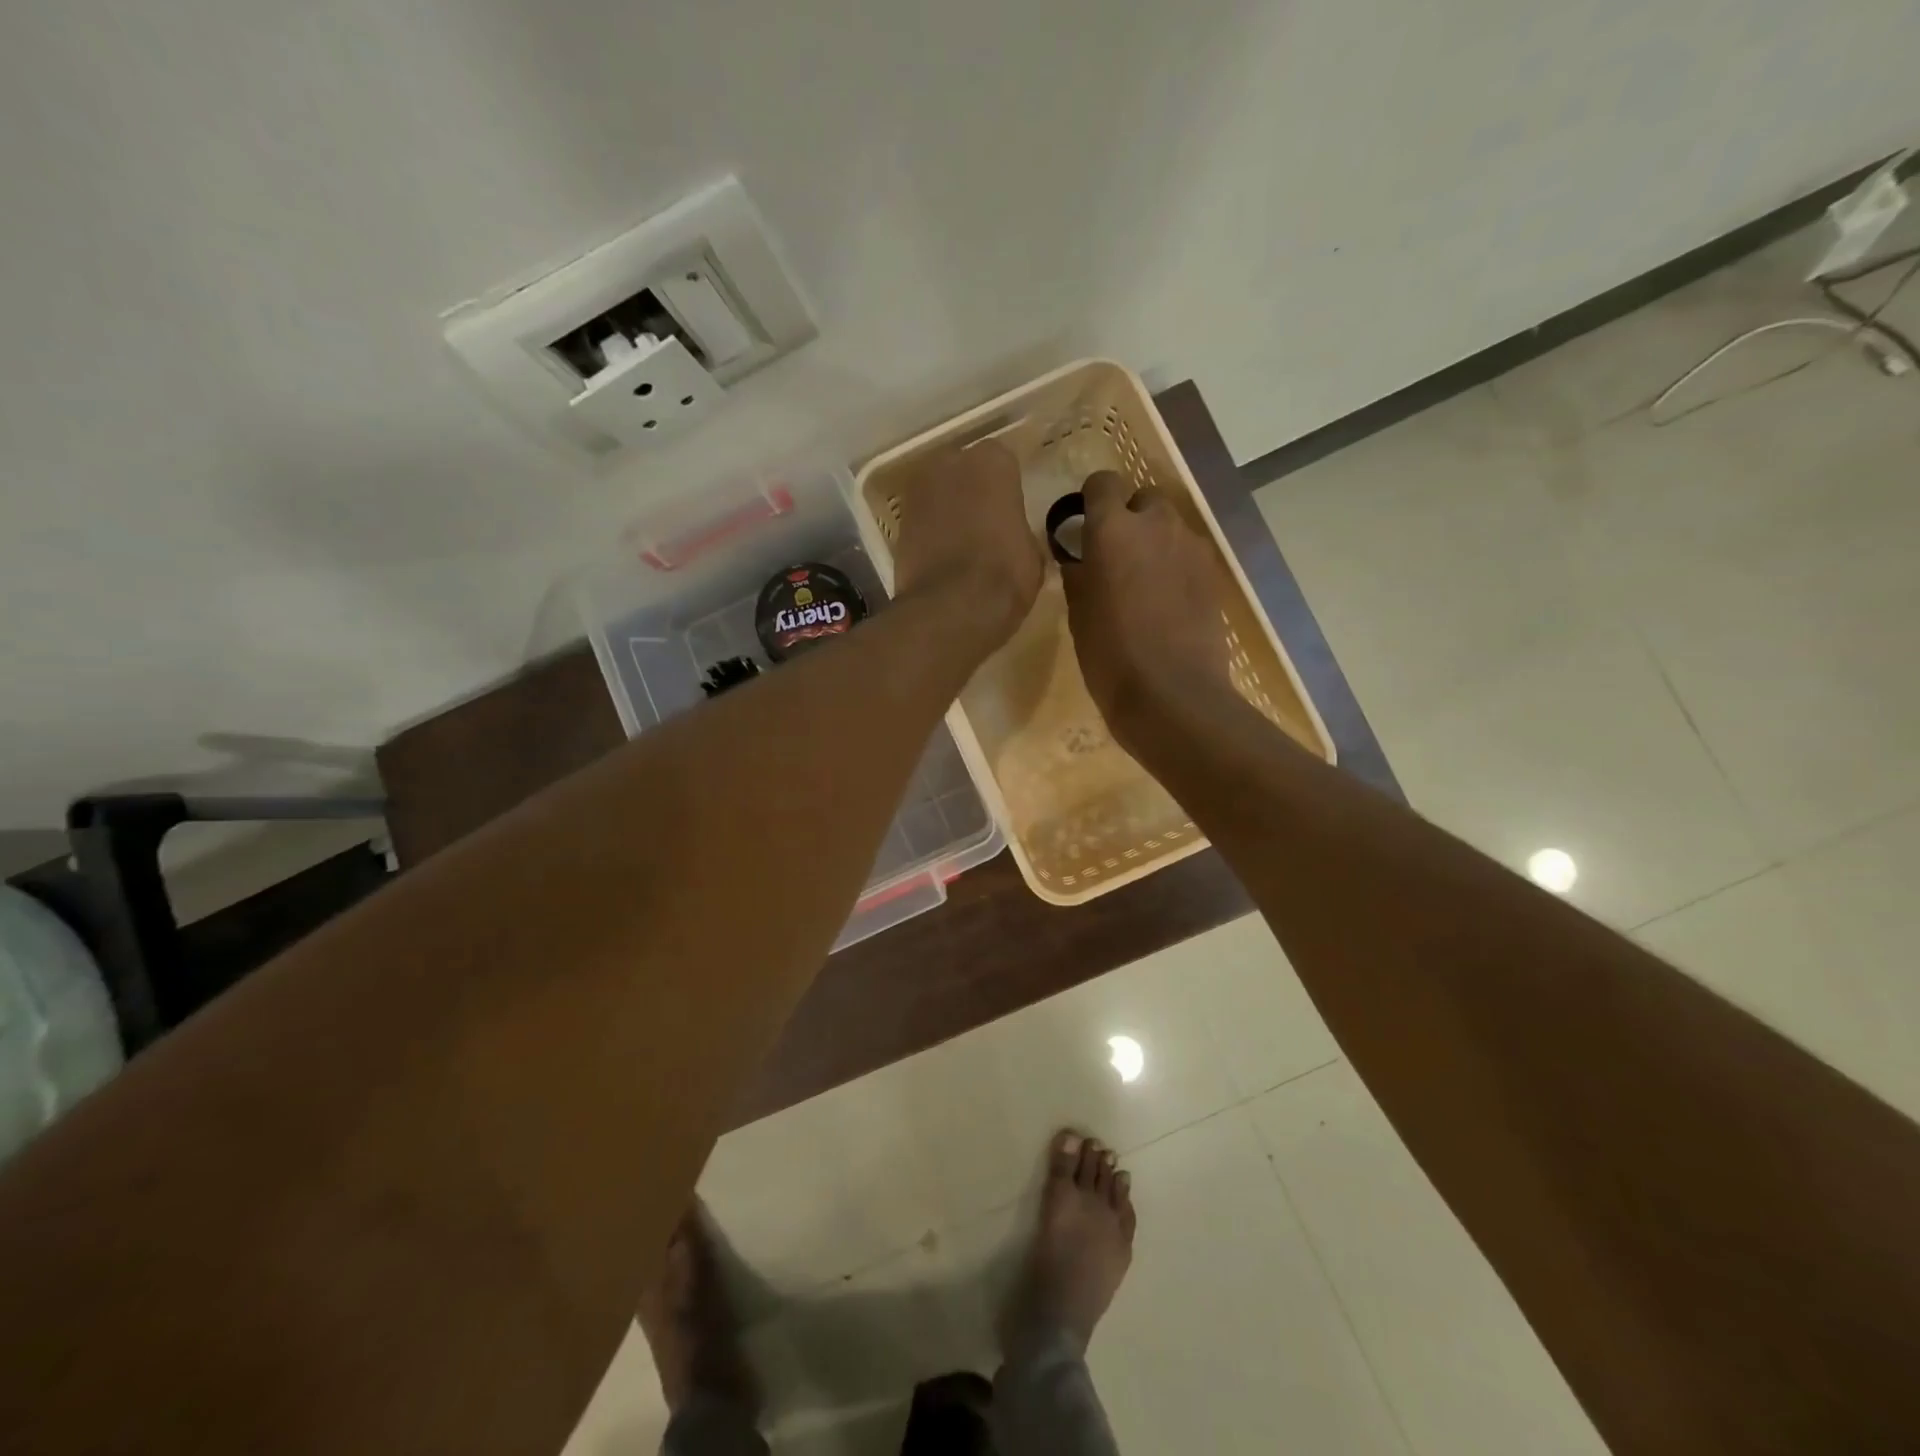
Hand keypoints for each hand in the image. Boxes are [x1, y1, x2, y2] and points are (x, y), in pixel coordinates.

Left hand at [891, 440, 1043, 645]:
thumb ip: (1021, 533)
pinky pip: (922, 520)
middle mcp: (950, 463)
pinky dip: (930, 533)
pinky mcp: (898, 523)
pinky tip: (942, 558)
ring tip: (962, 542)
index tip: (1011, 511)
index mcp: (992, 462)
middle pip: (964, 470)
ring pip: (939, 493)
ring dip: (948, 510)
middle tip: (986, 523)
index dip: (1007, 489)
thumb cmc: (1005, 573)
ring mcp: (918, 491)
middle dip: (973, 491)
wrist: (952, 607)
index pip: (1003, 463)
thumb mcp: (1032, 554)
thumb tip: (1015, 540)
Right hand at [1062, 470, 1233, 743]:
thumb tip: (1081, 558)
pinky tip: (1167, 603)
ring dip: (1154, 544)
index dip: (1092, 500)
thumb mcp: (1078, 614)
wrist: (1172, 694)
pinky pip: (1188, 555)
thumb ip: (1079, 573)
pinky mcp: (1214, 574)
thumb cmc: (1110, 655)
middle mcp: (1156, 524)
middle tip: (1116, 558)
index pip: (1103, 483)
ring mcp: (1192, 547)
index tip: (1085, 526)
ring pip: (1170, 528)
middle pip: (1143, 499)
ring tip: (1143, 584)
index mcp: (1113, 529)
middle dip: (1130, 519)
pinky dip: (1175, 567)